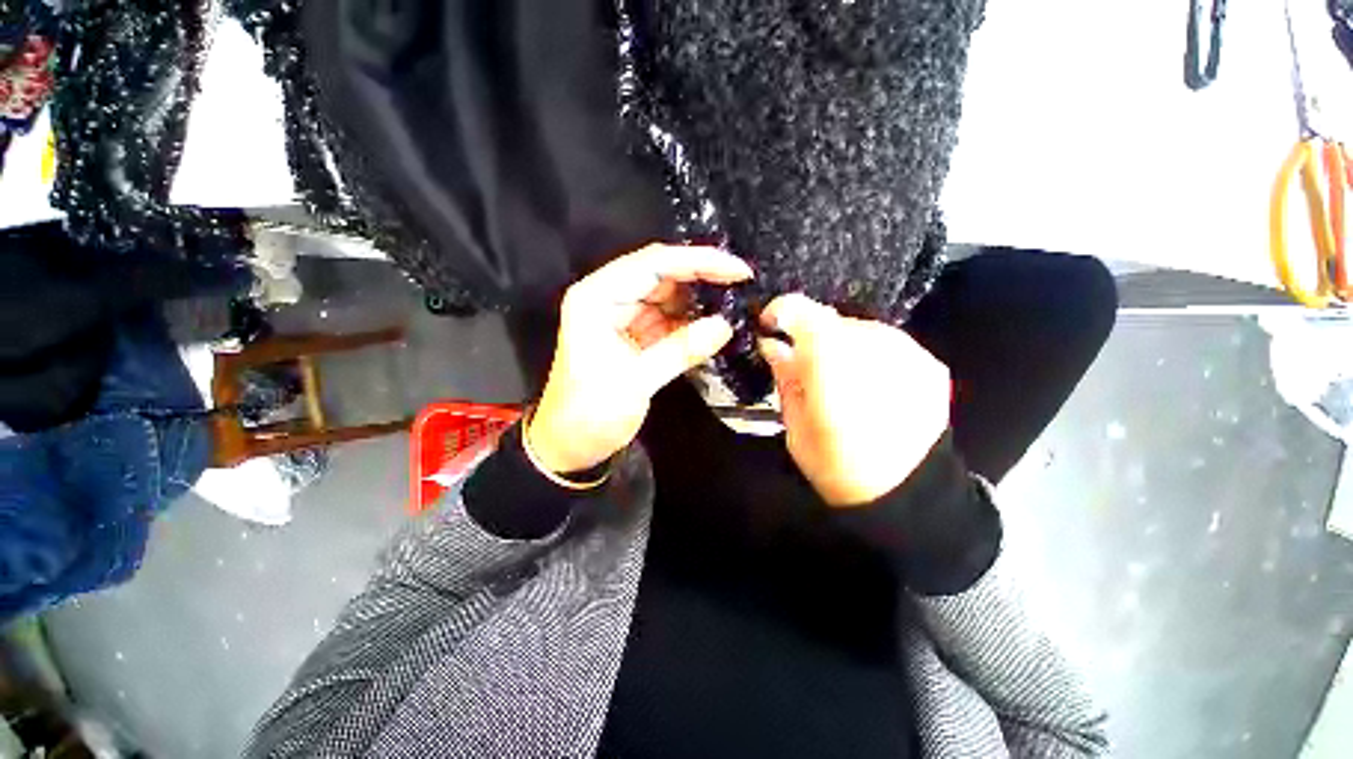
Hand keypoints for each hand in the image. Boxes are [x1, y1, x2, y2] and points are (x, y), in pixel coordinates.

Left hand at [528, 244, 752, 474]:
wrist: (570, 446)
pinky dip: (691, 321)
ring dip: (699, 299)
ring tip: (736, 301)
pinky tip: (715, 324)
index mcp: (597, 298)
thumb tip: (725, 325)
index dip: (697, 261)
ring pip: (667, 295)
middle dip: (702, 276)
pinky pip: (668, 319)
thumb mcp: (635, 382)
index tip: (737, 269)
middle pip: (661, 274)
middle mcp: (608, 298)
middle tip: (742, 284)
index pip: (652, 264)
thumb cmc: (589, 414)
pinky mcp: (634, 336)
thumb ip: (680, 350)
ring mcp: (622, 316)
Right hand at [758, 294, 950, 506]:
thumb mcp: (795, 425)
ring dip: (841, 345)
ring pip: (859, 329)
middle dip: (811, 336)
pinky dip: (870, 355)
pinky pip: (887, 343)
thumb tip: (773, 344)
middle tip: (804, 364)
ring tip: (840, 379)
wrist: (906, 497)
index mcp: (832, 365)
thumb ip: (786, 376)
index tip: (770, 327)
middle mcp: (874, 347)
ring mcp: (908, 353)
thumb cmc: (836, 468)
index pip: (803, 312)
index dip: (781, 312)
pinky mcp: (930, 363)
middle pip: (831, 320)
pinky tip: (870, 384)